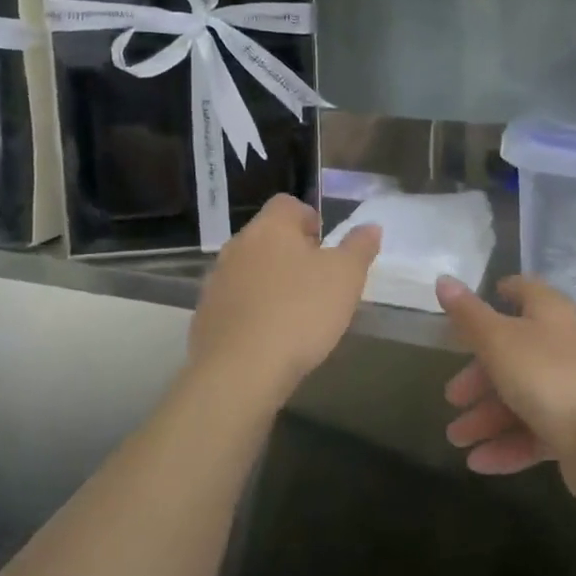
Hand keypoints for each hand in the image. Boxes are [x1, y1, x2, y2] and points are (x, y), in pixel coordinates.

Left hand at [188, 194, 380, 402]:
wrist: (240, 371)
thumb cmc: (300, 312)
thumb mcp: (346, 277)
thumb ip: (359, 247)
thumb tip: (370, 226)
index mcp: (270, 227)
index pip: (287, 204)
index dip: (309, 219)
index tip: (326, 246)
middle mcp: (238, 246)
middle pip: (267, 237)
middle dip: (291, 253)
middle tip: (317, 281)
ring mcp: (217, 281)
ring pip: (250, 269)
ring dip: (270, 282)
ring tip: (295, 312)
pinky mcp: (206, 315)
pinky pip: (235, 302)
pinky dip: (252, 310)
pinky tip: (270, 336)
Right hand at [435, 274, 575, 505]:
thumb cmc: (548, 376)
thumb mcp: (498, 341)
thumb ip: (468, 314)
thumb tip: (443, 280)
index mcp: (549, 314)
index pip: (523, 292)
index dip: (498, 296)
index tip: (469, 312)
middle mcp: (563, 346)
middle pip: (513, 353)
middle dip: (478, 377)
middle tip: (452, 397)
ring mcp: (572, 389)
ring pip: (521, 397)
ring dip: (486, 417)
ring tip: (457, 440)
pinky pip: (534, 432)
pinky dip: (507, 445)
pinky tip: (479, 462)